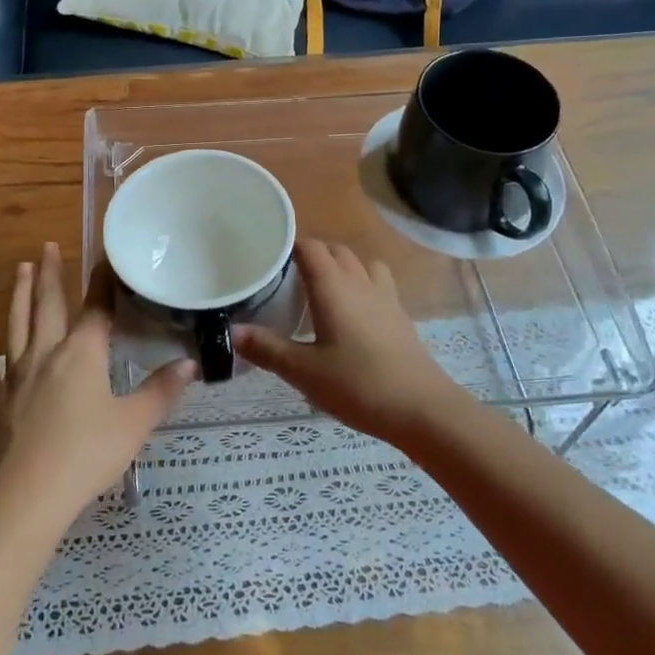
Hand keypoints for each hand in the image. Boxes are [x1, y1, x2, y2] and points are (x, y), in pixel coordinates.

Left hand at [0, 243, 195, 525]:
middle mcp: (45, 355)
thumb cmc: (86, 456)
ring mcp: (13, 378)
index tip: (104, 256)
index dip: (103, 282)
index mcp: (82, 355)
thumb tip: (189, 363)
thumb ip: (161, 392)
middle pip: (48, 306)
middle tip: (48, 246)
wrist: (24, 497)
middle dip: (51, 275)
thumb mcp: (134, 425)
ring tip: (21, 269)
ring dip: (19, 296)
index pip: (96, 308)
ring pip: (15, 327)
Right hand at [234, 239, 465, 446]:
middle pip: (336, 250)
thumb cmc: (358, 385)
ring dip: (342, 266)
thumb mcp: (303, 371)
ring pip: (362, 264)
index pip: (310, 247)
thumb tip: (232, 331)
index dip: (289, 246)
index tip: (267, 258)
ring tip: (323, 290)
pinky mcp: (400, 317)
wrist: (422, 409)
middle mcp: (360, 282)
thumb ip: (267, 349)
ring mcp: (385, 298)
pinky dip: (362, 286)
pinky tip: (353, 315)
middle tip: (287, 278)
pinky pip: (379, 285)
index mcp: (333, 286)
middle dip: (312, 254)